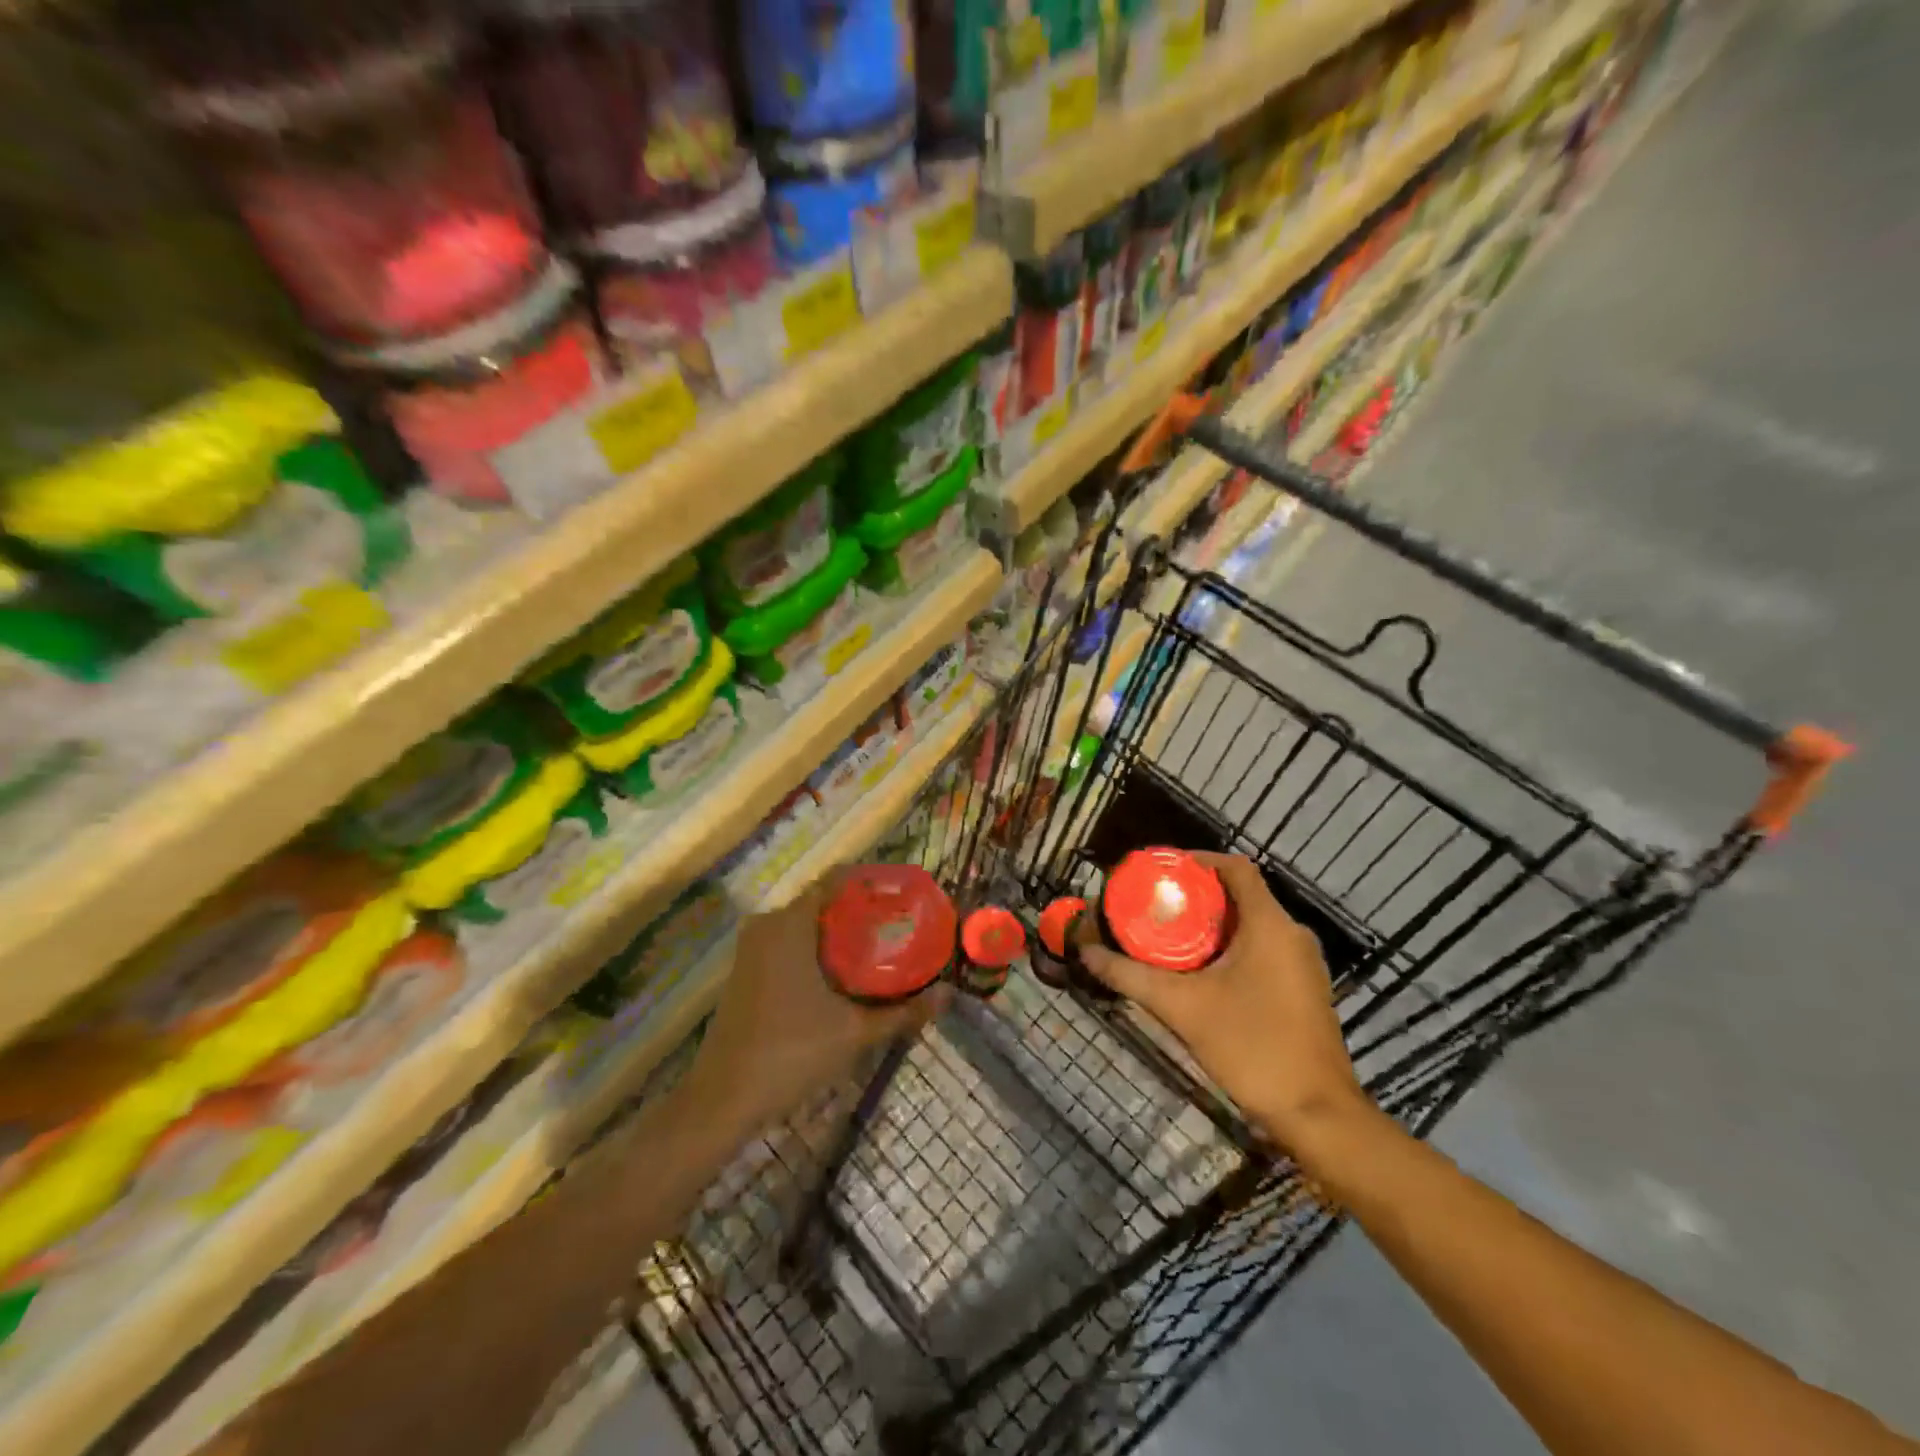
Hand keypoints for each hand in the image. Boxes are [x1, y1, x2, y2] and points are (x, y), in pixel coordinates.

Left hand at [683, 875, 948, 1137]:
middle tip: (902, 925)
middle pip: (823, 902)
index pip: (835, 880)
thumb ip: (903, 1012)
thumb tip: (949, 995)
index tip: (904, 895)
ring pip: (806, 924)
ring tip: (883, 946)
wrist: (722, 1100)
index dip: (871, 883)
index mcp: (790, 923)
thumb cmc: (790, 1054)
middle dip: (861, 911)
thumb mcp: (854, 1032)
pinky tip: (846, 972)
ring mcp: (753, 947)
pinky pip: (790, 942)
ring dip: (840, 932)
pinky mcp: (747, 969)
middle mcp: (768, 924)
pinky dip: (819, 948)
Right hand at [1079, 852, 1366, 1152]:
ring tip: (1167, 935)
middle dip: (1195, 896)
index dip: (1196, 861)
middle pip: (1239, 895)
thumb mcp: (1181, 1007)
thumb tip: (1086, 953)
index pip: (1234, 867)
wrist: (1316, 1114)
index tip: (1159, 871)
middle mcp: (1292, 933)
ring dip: (1211, 924)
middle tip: (1153, 906)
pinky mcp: (1304, 988)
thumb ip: (1130, 976)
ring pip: (1251, 924)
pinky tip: (1199, 970)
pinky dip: (1230, 947)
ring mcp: (1303, 963)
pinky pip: (1262, 948)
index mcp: (1270, 924)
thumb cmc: (1251, 1046)